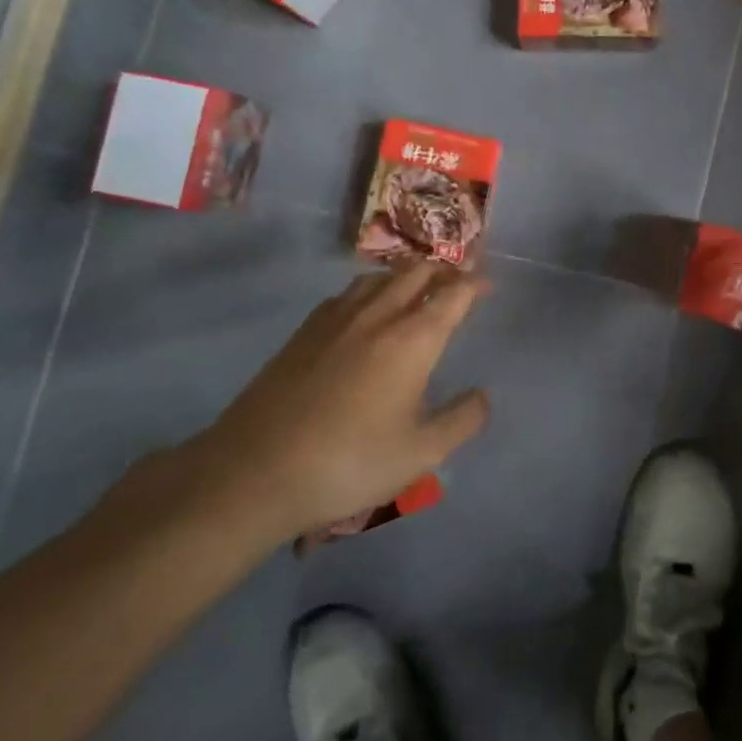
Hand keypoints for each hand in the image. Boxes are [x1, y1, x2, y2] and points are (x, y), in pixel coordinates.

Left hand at [185, 262, 490, 549]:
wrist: (255, 471)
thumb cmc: (348, 462)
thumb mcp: (419, 454)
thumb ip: (460, 421)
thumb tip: (482, 396)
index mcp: (412, 339)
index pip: (452, 294)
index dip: (474, 283)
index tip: (486, 284)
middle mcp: (378, 315)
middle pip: (416, 272)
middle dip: (443, 269)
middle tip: (458, 278)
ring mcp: (336, 319)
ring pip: (380, 277)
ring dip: (406, 274)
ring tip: (417, 286)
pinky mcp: (305, 331)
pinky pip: (348, 292)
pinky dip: (372, 288)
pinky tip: (366, 308)